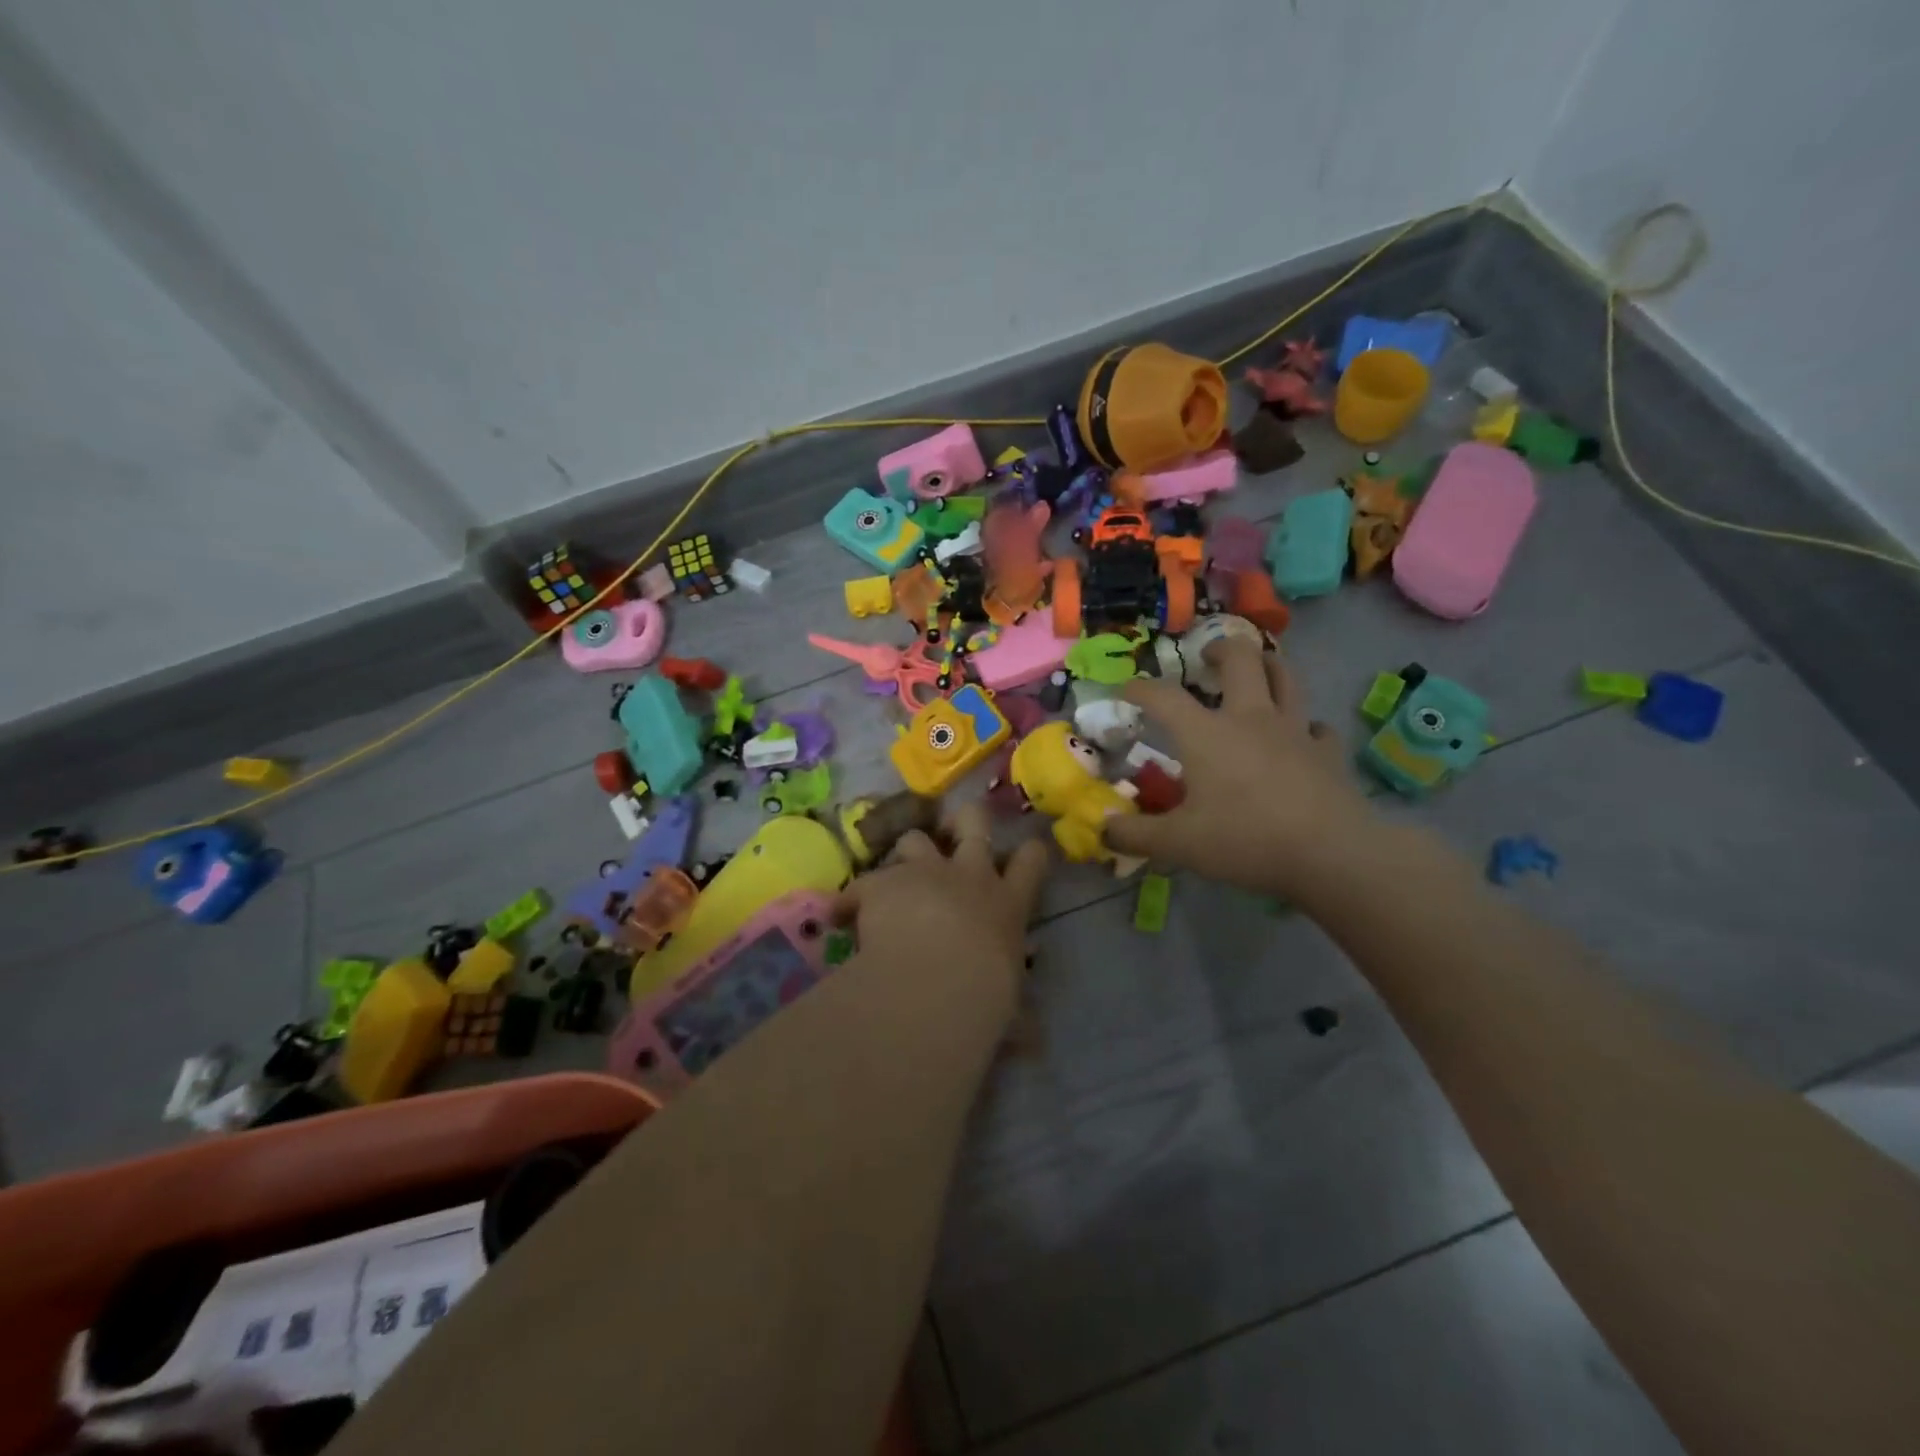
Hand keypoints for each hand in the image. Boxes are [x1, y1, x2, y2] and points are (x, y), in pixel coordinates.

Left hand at [833, 803, 1050, 1021]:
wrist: (937, 982)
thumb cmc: (986, 998)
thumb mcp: (1010, 1011)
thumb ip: (1018, 1020)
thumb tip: (1032, 1044)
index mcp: (1007, 904)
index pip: (1031, 861)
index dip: (1028, 852)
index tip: (1025, 851)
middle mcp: (970, 875)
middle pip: (975, 821)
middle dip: (966, 819)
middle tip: (955, 828)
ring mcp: (925, 872)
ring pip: (916, 838)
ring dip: (908, 855)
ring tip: (897, 877)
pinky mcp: (883, 882)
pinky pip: (862, 882)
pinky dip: (853, 900)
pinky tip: (843, 917)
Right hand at [1103, 638, 1375, 899]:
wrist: (1331, 855)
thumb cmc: (1245, 840)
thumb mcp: (1178, 844)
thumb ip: (1134, 835)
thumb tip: (1101, 830)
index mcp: (1206, 733)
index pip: (1163, 696)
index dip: (1140, 688)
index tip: (1126, 690)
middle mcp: (1250, 718)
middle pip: (1240, 659)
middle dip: (1220, 649)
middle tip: (1207, 658)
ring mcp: (1294, 731)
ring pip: (1285, 677)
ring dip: (1268, 665)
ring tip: (1256, 669)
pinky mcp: (1327, 752)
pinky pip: (1316, 726)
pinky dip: (1304, 725)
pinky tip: (1300, 736)